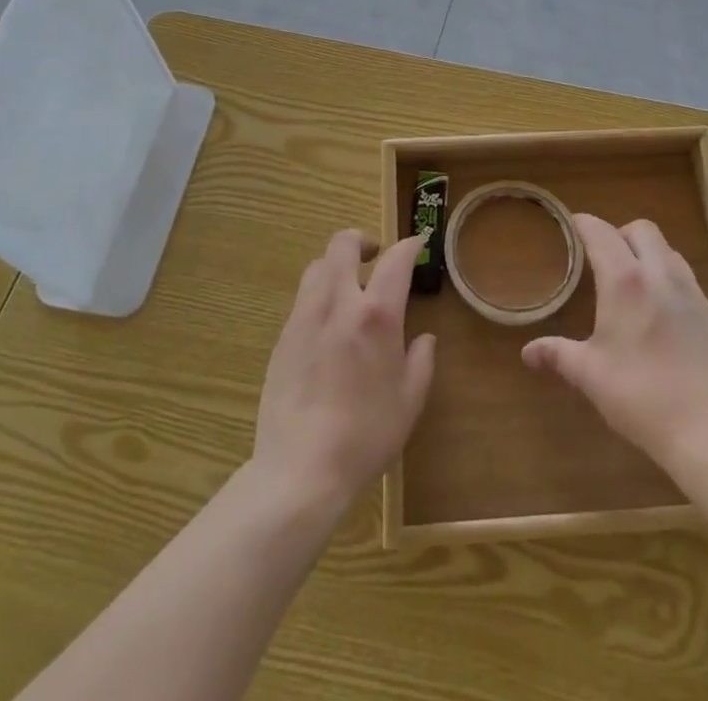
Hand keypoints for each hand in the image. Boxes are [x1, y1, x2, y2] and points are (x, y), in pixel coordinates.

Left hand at [252, 230, 434, 512]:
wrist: (301, 469)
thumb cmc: (366, 436)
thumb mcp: (410, 401)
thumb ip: (421, 361)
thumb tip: (424, 339)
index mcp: (377, 315)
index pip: (395, 260)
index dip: (409, 245)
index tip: (417, 245)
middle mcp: (338, 303)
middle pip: (343, 244)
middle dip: (362, 240)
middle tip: (375, 256)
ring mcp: (305, 317)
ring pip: (318, 266)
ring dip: (337, 264)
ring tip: (349, 286)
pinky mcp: (283, 336)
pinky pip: (303, 297)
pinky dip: (320, 294)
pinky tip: (328, 323)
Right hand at [523, 214, 707, 477]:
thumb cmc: (640, 396)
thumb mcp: (590, 375)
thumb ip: (558, 354)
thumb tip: (528, 352)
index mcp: (624, 281)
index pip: (600, 232)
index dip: (583, 224)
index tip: (570, 226)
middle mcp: (659, 274)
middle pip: (641, 229)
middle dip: (618, 233)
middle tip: (602, 257)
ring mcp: (690, 291)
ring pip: (667, 249)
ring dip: (647, 251)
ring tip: (632, 279)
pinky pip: (685, 275)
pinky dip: (667, 275)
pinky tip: (659, 307)